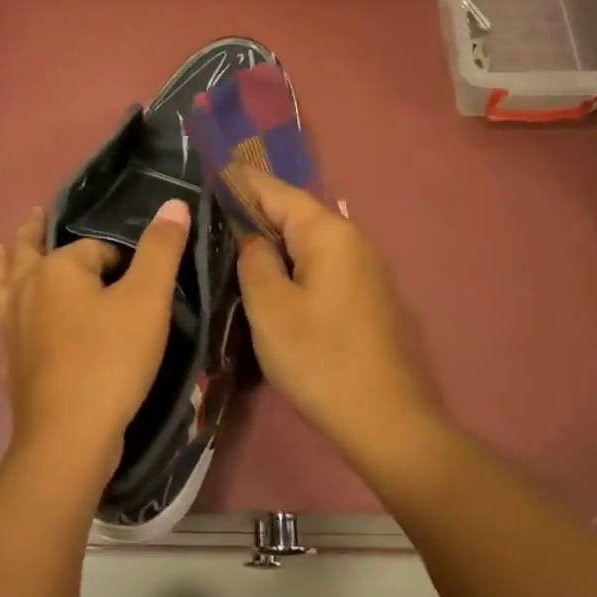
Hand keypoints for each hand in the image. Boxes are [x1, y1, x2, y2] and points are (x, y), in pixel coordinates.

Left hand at [0, 200, 191, 482]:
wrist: (69, 435)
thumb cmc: (111, 360)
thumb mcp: (148, 300)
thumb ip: (160, 249)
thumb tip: (174, 203)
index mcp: (57, 268)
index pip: (94, 248)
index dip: (120, 259)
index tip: (139, 281)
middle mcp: (26, 289)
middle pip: (29, 250)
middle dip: (34, 232)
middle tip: (36, 213)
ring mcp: (11, 326)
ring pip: (4, 284)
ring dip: (4, 263)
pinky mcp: (10, 360)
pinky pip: (2, 321)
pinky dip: (3, 309)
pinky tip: (5, 320)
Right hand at [235, 168, 441, 452]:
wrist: (386, 420)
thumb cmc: (320, 358)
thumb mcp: (270, 307)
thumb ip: (254, 261)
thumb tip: (251, 238)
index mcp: (329, 234)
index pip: (277, 191)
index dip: (241, 182)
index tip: (210, 175)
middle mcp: (353, 241)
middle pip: (295, 215)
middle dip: (255, 212)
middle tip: (211, 215)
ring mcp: (364, 271)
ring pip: (308, 244)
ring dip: (273, 242)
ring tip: (232, 245)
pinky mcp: (366, 300)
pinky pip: (321, 268)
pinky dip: (292, 266)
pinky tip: (271, 280)